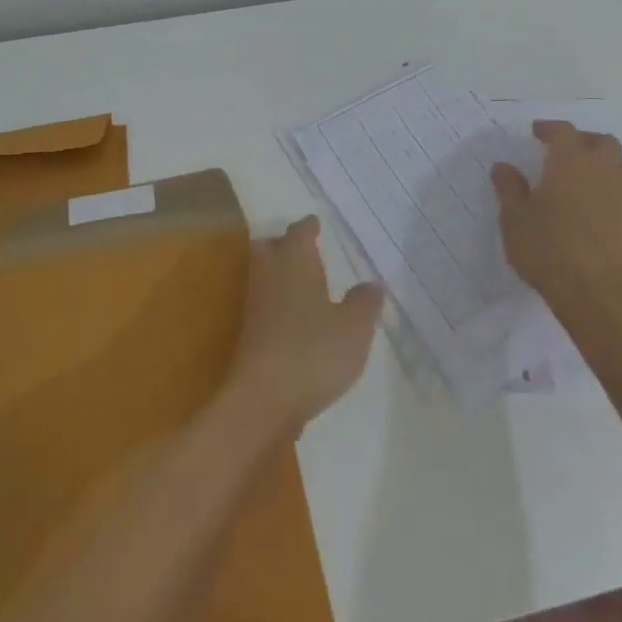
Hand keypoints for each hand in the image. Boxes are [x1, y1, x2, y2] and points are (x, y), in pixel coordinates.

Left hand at [225, 217, 382, 438]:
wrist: (263, 399)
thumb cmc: (313, 351)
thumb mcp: (354, 327)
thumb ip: (364, 302)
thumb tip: (372, 284)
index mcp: (294, 261)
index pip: (299, 232)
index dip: (309, 226)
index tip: (316, 223)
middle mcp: (269, 275)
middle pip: (270, 247)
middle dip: (285, 244)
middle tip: (307, 249)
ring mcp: (255, 305)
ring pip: (265, 275)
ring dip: (281, 274)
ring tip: (307, 283)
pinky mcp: (249, 334)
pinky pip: (266, 305)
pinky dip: (279, 303)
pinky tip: (297, 320)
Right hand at [491, 123, 621, 330]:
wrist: (591, 293)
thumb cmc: (546, 248)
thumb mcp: (514, 217)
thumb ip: (509, 188)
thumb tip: (503, 166)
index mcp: (570, 163)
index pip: (564, 132)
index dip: (550, 128)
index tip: (536, 133)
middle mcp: (603, 172)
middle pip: (604, 142)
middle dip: (586, 141)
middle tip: (567, 152)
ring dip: (614, 166)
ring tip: (595, 177)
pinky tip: (616, 209)